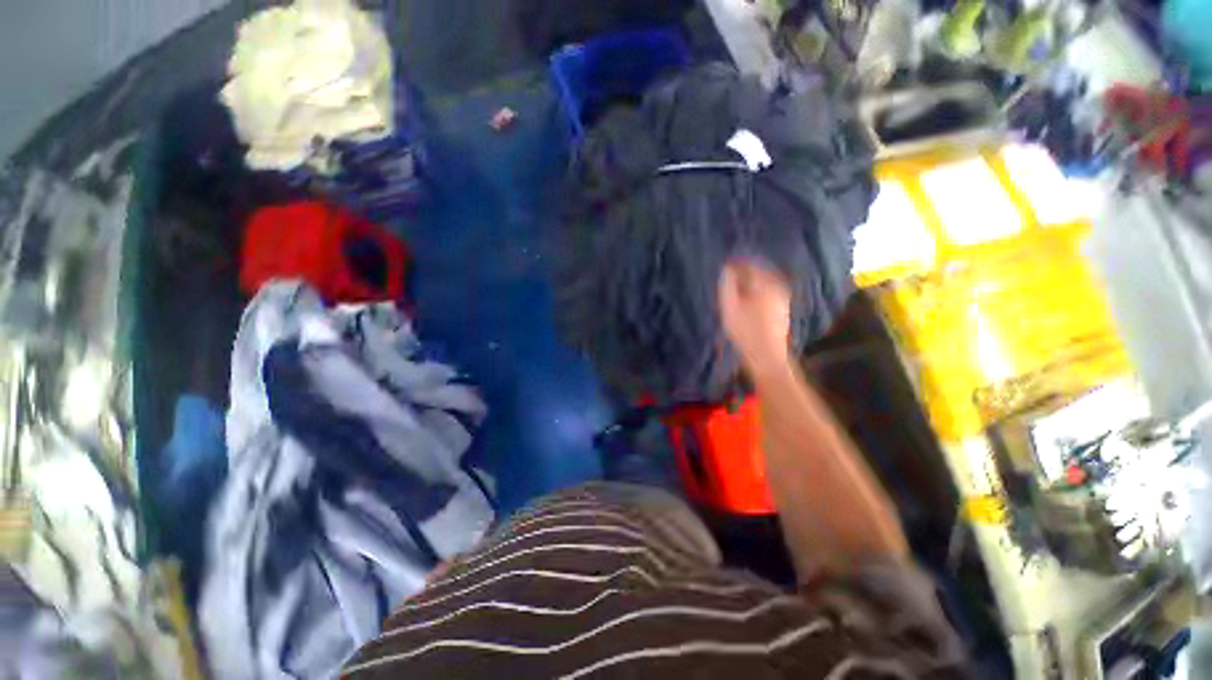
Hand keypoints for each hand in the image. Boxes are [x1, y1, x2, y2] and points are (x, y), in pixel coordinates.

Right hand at [718, 260, 791, 379]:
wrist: (766, 356)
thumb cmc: (745, 331)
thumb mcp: (729, 306)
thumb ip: (727, 285)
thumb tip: (727, 270)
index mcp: (766, 284)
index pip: (750, 266)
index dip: (736, 264)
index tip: (724, 266)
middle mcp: (778, 287)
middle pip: (759, 272)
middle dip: (744, 272)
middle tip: (728, 276)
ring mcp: (782, 298)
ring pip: (764, 283)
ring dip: (750, 282)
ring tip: (735, 287)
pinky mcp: (782, 309)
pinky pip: (767, 292)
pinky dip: (756, 291)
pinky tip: (747, 299)